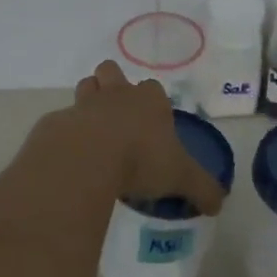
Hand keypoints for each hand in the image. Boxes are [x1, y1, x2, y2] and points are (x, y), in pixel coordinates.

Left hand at [43, 60, 225, 216]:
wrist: (87, 158)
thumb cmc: (140, 159)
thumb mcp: (181, 177)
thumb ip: (202, 188)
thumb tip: (219, 204)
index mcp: (149, 101)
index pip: (153, 88)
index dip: (152, 101)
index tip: (152, 123)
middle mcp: (117, 94)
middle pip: (111, 72)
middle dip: (112, 85)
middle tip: (118, 116)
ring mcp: (84, 104)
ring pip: (85, 87)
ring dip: (88, 101)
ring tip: (93, 130)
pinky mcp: (58, 121)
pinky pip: (62, 120)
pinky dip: (66, 132)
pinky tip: (71, 155)